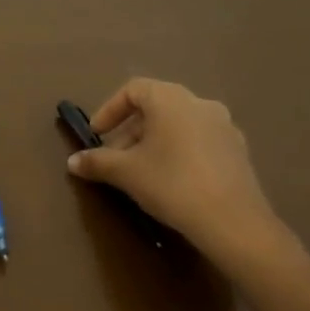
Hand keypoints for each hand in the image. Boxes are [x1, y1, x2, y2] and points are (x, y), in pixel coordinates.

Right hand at [67, 78, 301, 271]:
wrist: (233, 221)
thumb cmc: (172, 184)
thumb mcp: (127, 173)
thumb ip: (97, 162)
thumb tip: (72, 161)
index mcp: (171, 99)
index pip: (133, 89)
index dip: (109, 110)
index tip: (96, 136)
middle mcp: (199, 103)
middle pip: (156, 107)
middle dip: (129, 131)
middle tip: (114, 160)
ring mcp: (223, 126)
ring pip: (178, 125)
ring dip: (153, 142)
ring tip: (140, 172)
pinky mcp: (237, 150)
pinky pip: (198, 141)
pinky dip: (178, 152)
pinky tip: (171, 181)